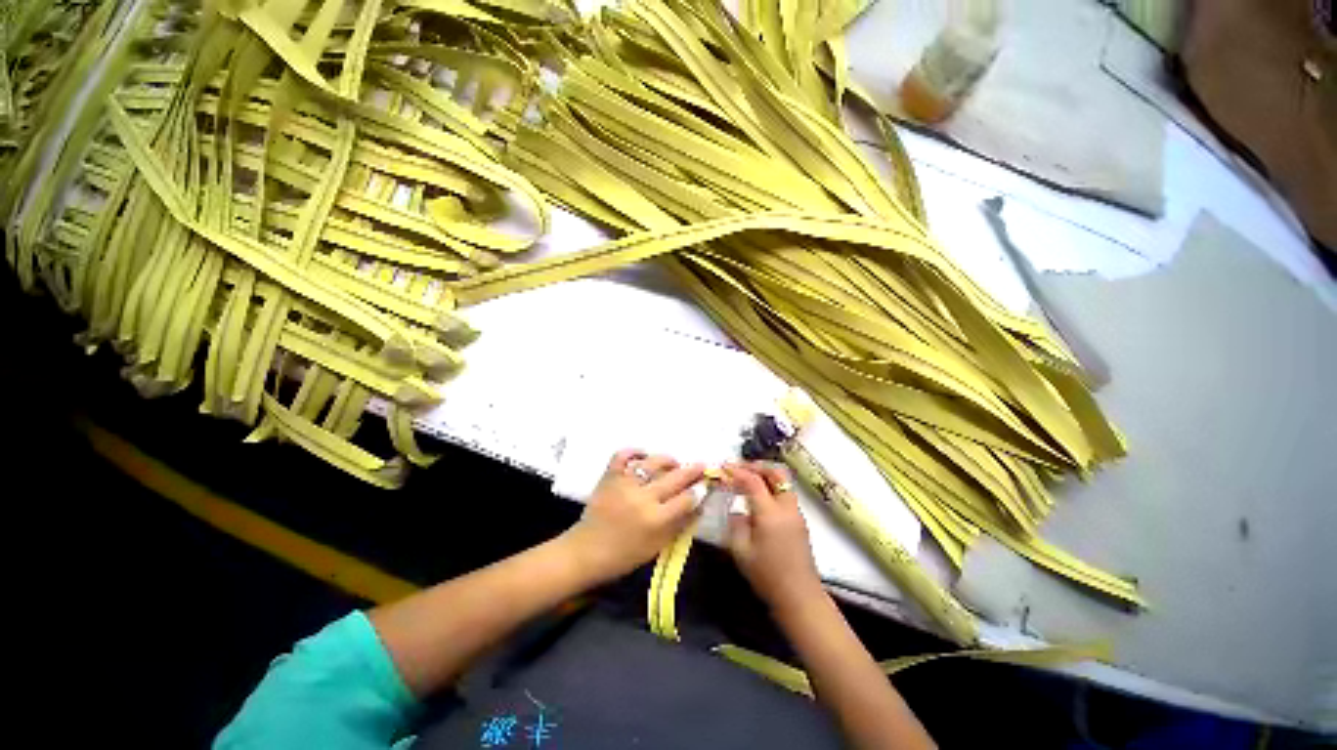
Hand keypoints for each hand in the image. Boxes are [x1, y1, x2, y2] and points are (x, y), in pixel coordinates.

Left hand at [562, 449, 703, 582]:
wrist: (586, 552)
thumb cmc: (624, 555)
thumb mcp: (657, 546)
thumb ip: (680, 525)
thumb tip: (699, 505)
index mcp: (655, 519)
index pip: (686, 499)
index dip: (698, 491)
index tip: (704, 486)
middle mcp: (642, 497)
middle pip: (674, 478)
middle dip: (692, 470)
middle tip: (701, 465)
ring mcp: (625, 483)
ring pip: (652, 462)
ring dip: (667, 460)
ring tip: (673, 462)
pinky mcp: (610, 476)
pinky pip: (622, 455)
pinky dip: (634, 451)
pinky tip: (644, 454)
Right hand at [725, 462, 824, 613]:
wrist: (799, 597)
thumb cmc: (767, 576)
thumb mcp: (741, 551)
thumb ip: (736, 524)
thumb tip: (737, 510)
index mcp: (770, 513)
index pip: (753, 481)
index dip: (737, 471)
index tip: (723, 468)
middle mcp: (786, 507)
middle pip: (775, 473)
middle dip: (756, 466)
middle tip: (739, 468)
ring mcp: (796, 513)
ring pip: (783, 482)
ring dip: (765, 475)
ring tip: (747, 479)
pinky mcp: (800, 522)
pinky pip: (785, 494)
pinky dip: (771, 487)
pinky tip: (759, 498)